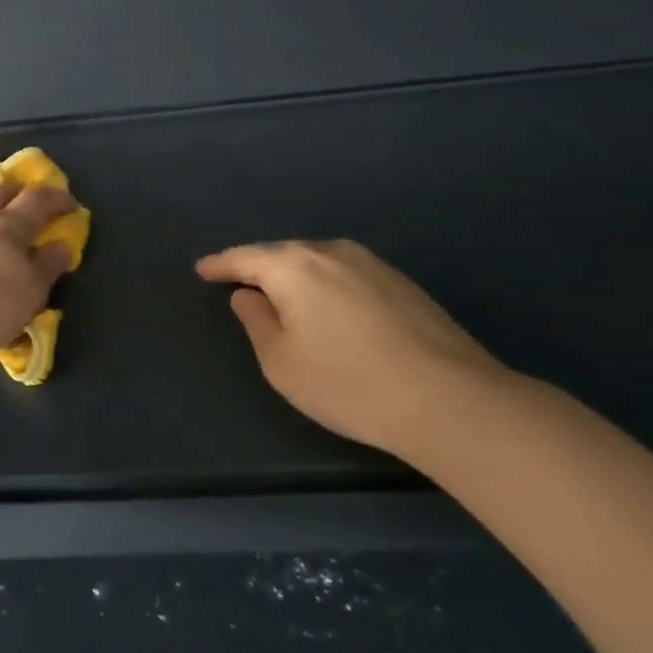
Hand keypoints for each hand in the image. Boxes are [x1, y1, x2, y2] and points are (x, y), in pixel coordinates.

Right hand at [195, 239, 511, 457]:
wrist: (451, 400)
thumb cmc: (348, 382)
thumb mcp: (281, 361)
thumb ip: (256, 320)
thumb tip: (248, 294)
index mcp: (293, 265)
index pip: (244, 257)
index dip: (219, 264)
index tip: (201, 269)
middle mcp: (331, 251)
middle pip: (281, 253)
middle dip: (257, 266)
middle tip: (238, 282)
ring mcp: (372, 264)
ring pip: (316, 260)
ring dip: (293, 274)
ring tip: (281, 294)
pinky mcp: (402, 283)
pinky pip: (345, 273)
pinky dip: (325, 284)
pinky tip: (328, 307)